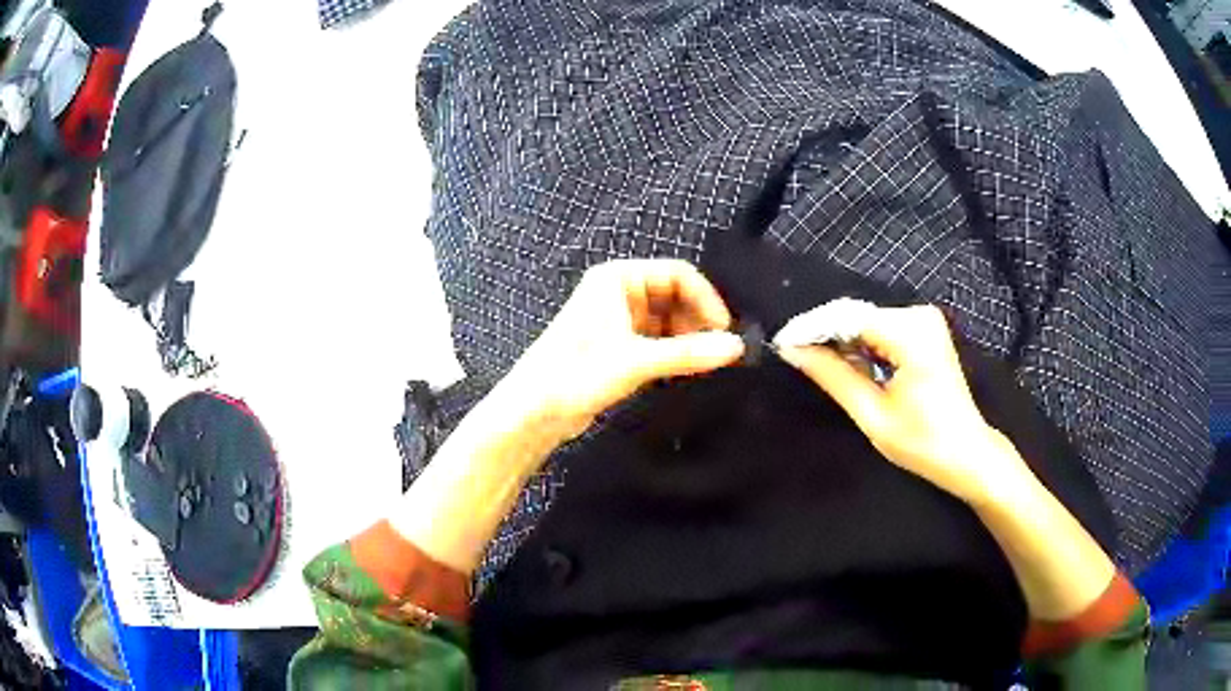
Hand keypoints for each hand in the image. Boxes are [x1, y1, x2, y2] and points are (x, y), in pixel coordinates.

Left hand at [499, 259, 745, 441]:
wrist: (533, 411)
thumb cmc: (577, 374)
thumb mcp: (637, 361)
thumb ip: (689, 353)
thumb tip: (737, 347)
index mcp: (618, 278)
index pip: (678, 274)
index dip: (706, 299)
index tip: (726, 331)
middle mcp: (619, 292)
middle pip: (675, 296)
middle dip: (698, 321)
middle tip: (718, 352)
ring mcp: (617, 319)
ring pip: (668, 320)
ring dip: (687, 339)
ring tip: (704, 365)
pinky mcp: (617, 346)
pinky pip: (657, 340)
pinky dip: (673, 352)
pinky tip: (684, 372)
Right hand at [776, 304, 1025, 504]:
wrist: (968, 453)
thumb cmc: (924, 444)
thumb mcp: (873, 415)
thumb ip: (833, 376)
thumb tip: (793, 351)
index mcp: (912, 334)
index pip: (849, 317)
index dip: (811, 328)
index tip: (781, 344)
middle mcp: (919, 315)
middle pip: (857, 314)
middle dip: (823, 333)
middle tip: (793, 355)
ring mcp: (924, 320)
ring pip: (866, 320)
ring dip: (840, 340)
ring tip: (813, 361)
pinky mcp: (925, 330)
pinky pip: (881, 328)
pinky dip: (859, 344)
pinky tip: (844, 362)